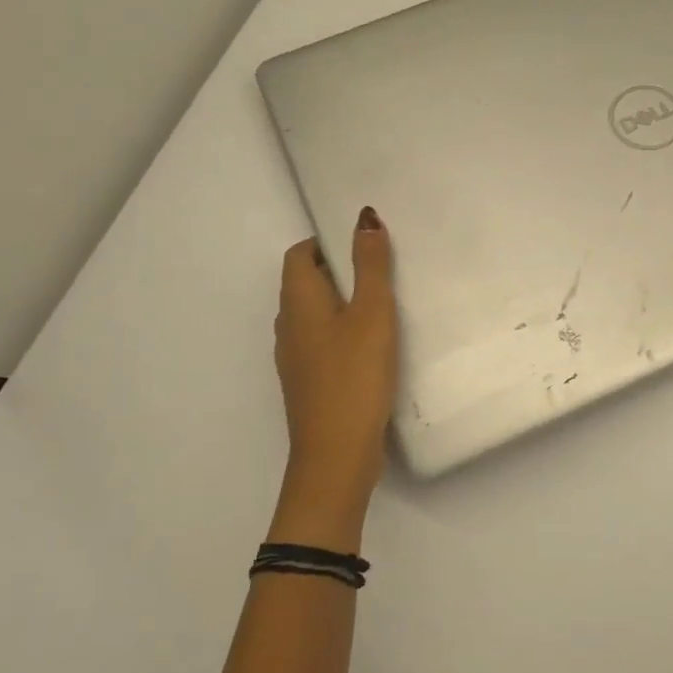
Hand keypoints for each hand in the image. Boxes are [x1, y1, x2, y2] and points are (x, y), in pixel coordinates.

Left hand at [270, 208, 397, 548]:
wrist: (336, 455)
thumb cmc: (354, 376)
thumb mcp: (372, 313)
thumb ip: (371, 265)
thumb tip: (364, 217)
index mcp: (297, 302)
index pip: (299, 255)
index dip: (326, 242)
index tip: (363, 245)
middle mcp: (288, 326)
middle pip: (306, 283)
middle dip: (339, 270)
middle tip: (382, 269)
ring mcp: (295, 358)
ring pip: (315, 315)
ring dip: (343, 303)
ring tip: (384, 305)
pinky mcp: (309, 383)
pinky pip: (322, 342)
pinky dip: (343, 332)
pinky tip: (374, 347)